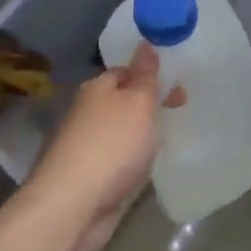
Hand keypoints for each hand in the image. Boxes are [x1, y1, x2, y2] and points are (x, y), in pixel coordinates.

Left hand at [24, 43, 168, 250]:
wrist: (72, 207)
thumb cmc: (112, 145)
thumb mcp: (138, 102)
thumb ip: (145, 74)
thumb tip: (145, 43)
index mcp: (97, 88)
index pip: (126, 71)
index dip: (152, 77)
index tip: (178, 90)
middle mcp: (87, 112)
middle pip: (122, 101)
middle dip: (148, 106)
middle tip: (177, 115)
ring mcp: (84, 146)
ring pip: (119, 132)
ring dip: (140, 135)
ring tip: (165, 143)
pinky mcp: (87, 177)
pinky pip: (116, 159)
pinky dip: (131, 160)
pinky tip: (144, 168)